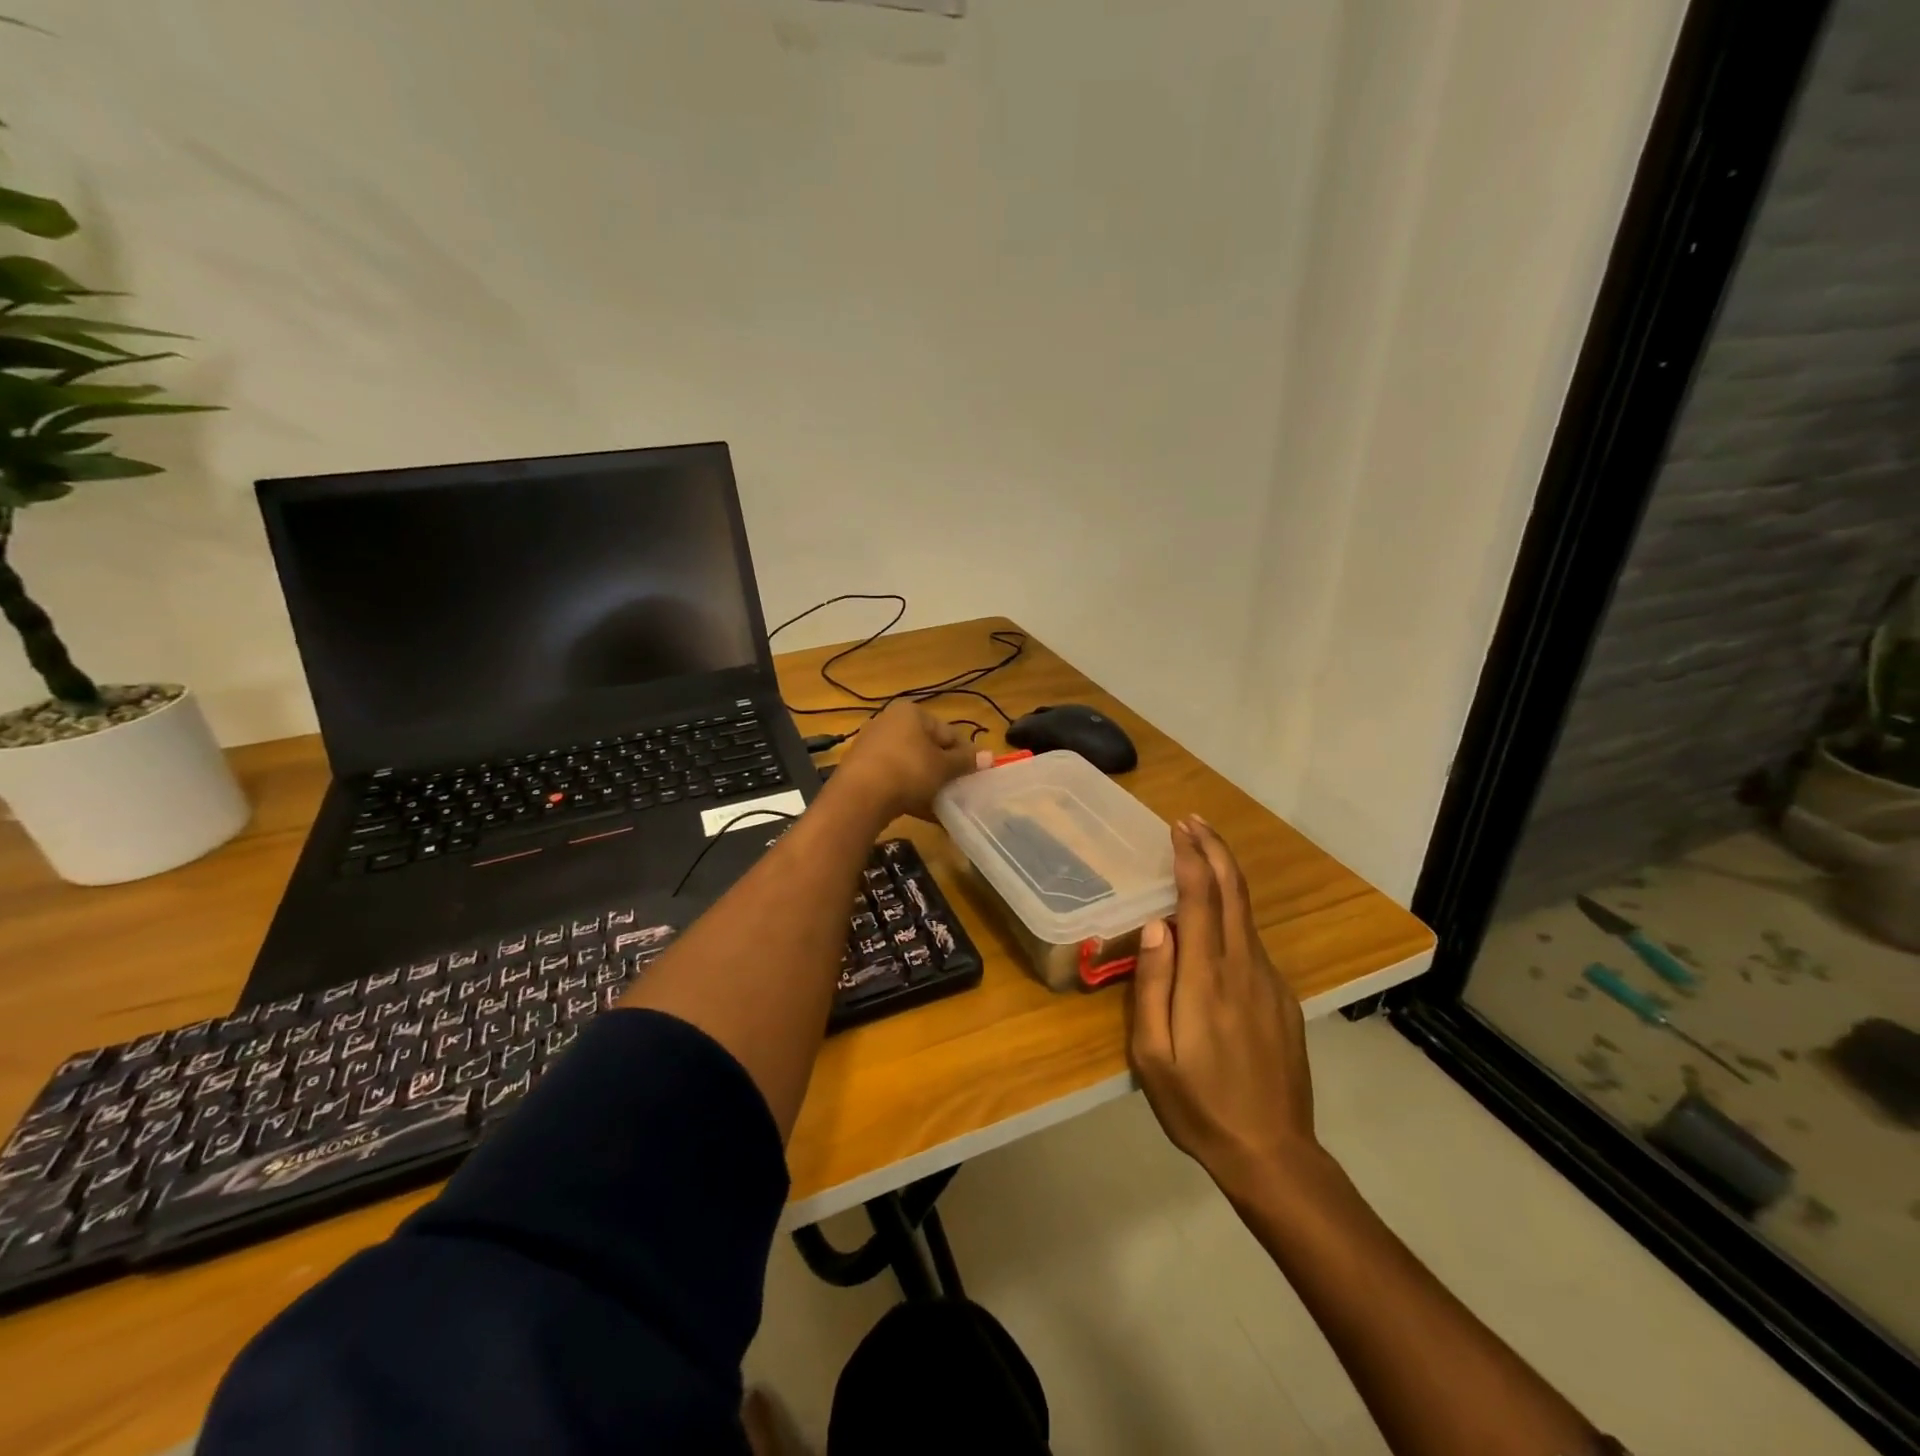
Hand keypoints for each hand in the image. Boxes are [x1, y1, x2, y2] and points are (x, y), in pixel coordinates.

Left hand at [828, 701, 987, 824]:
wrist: (860, 797)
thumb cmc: (909, 771)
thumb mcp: (943, 767)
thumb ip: (965, 761)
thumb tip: (990, 757)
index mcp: (911, 713)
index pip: (947, 732)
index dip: (963, 754)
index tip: (972, 776)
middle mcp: (889, 722)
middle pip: (927, 748)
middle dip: (943, 770)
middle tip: (956, 791)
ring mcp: (872, 745)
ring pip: (910, 764)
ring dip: (927, 783)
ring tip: (940, 804)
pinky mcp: (861, 768)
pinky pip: (893, 778)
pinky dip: (907, 791)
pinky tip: (919, 810)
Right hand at [1130, 816, 1317, 1197]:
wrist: (1273, 1153)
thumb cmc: (1198, 1105)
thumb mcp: (1152, 1055)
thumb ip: (1152, 985)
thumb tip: (1155, 926)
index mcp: (1206, 978)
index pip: (1201, 898)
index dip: (1191, 857)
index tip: (1178, 828)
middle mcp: (1243, 967)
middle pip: (1233, 892)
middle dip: (1214, 849)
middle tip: (1193, 821)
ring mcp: (1269, 981)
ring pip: (1245, 914)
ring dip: (1225, 876)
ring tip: (1201, 855)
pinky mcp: (1282, 998)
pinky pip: (1252, 943)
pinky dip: (1233, 914)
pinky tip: (1216, 921)